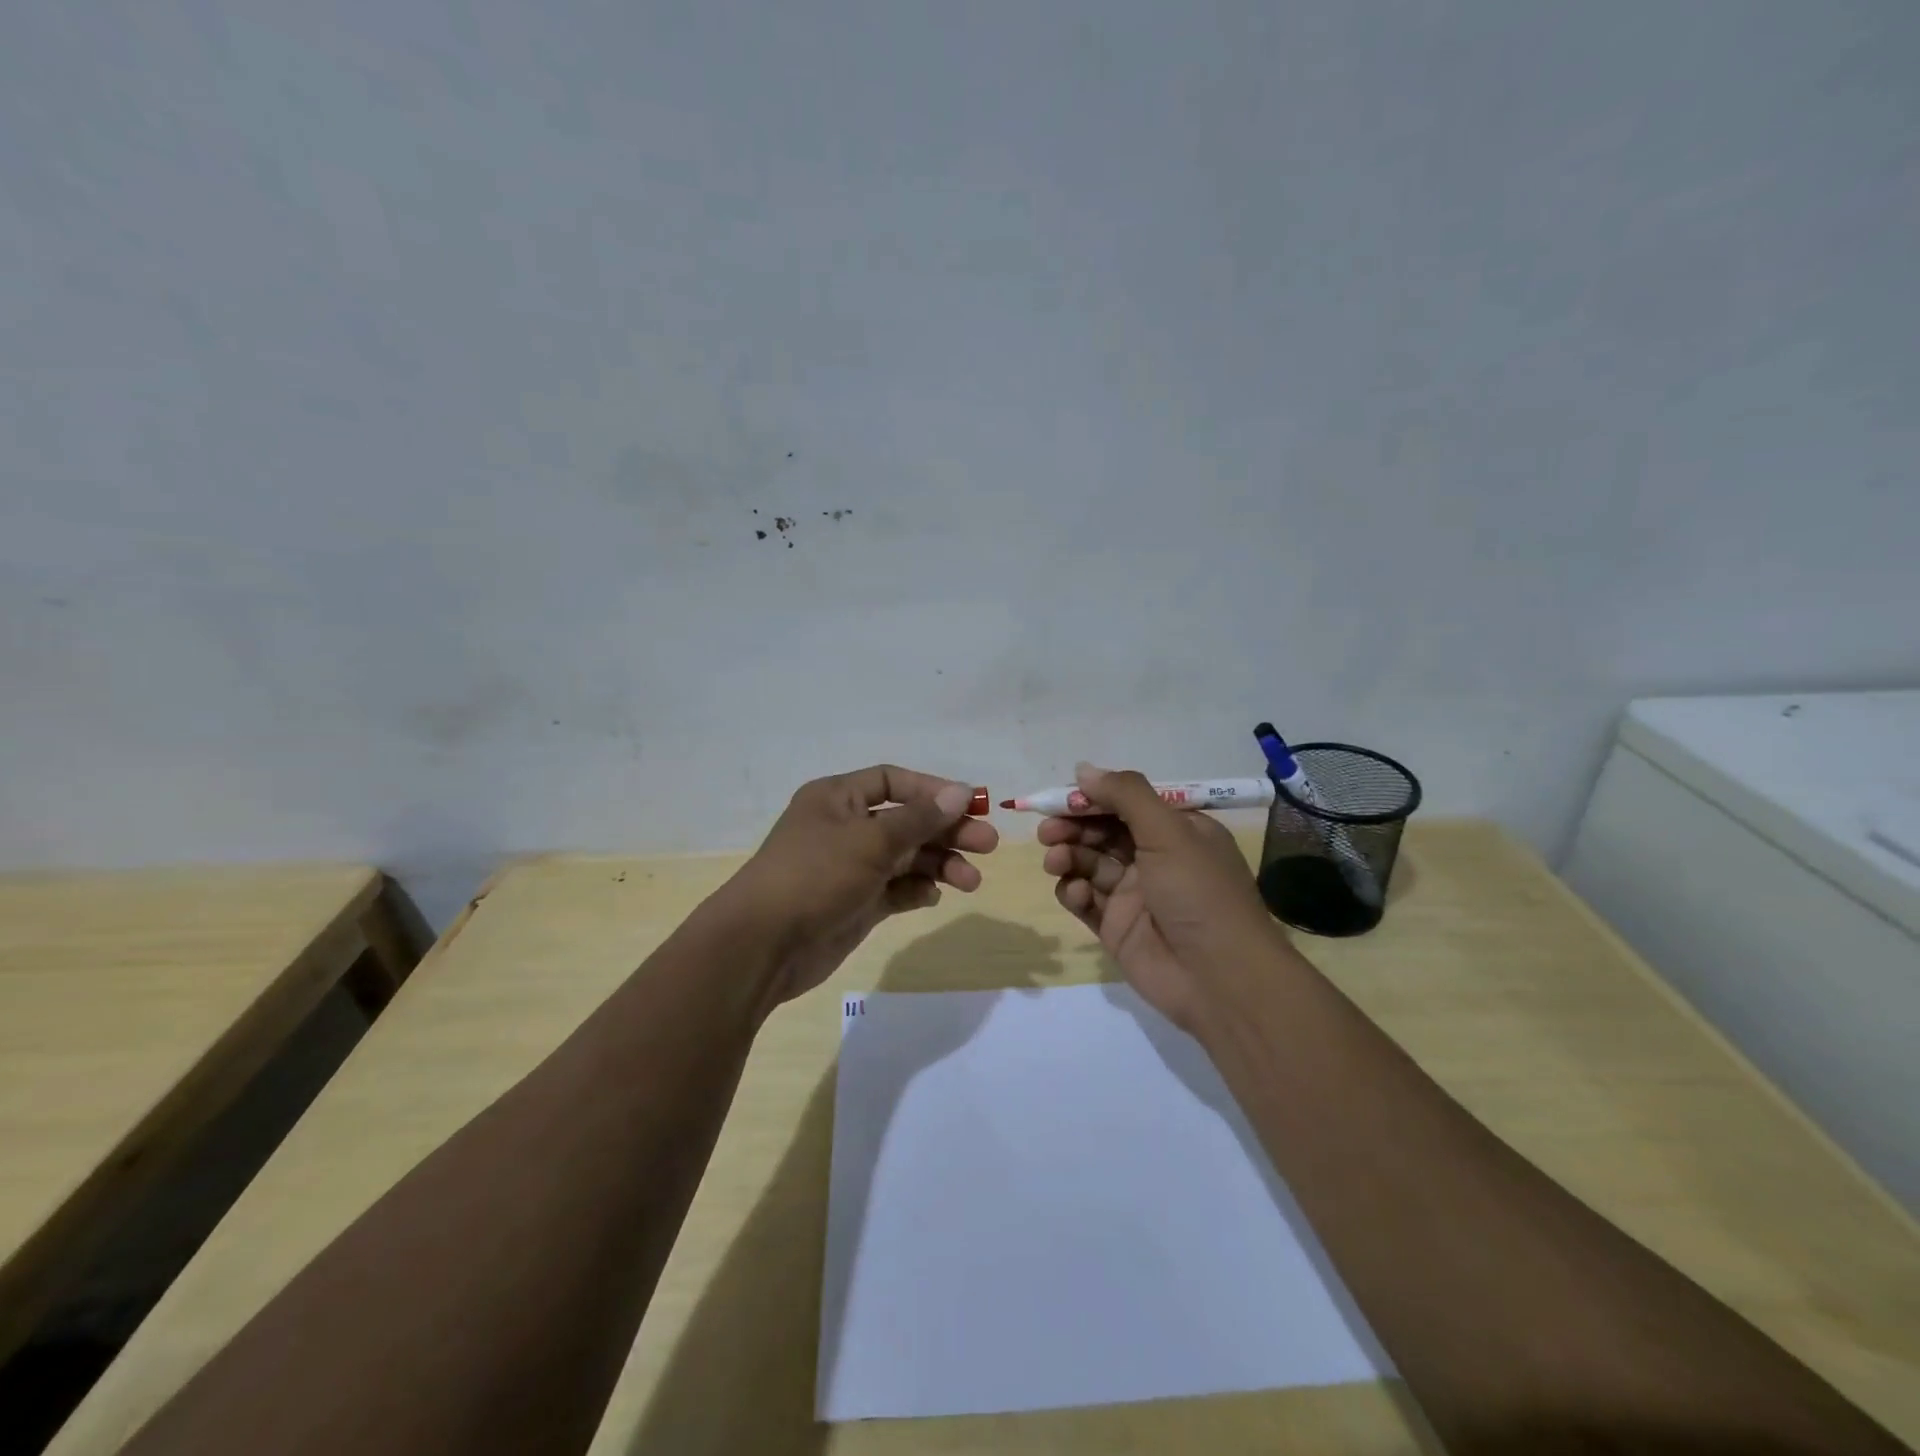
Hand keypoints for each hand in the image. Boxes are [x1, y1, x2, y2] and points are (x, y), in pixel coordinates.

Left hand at [730, 765, 998, 1006]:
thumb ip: (919, 818)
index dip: (933, 790)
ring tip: (971, 882)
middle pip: (907, 821)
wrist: (762, 946)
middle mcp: (845, 827)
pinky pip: (895, 890)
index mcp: (838, 798)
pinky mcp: (856, 903)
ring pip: (906, 858)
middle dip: (947, 831)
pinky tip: (932, 897)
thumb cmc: (815, 876)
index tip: (971, 805)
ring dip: (939, 865)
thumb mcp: (870, 841)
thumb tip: (962, 792)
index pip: (893, 781)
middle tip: (988, 845)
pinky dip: (916, 891)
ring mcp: (851, 867)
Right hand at [1040, 762, 1280, 1029]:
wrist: (1219, 979)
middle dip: (1073, 827)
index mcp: (1177, 831)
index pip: (1126, 803)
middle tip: (1048, 830)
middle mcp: (1155, 858)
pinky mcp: (1115, 927)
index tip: (1062, 799)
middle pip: (1102, 832)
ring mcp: (1134, 894)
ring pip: (1089, 864)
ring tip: (1056, 861)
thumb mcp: (1169, 832)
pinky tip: (1073, 892)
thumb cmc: (1199, 893)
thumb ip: (1125, 796)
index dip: (1092, 798)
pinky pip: (1085, 900)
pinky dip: (1073, 891)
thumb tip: (1083, 769)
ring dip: (1068, 856)